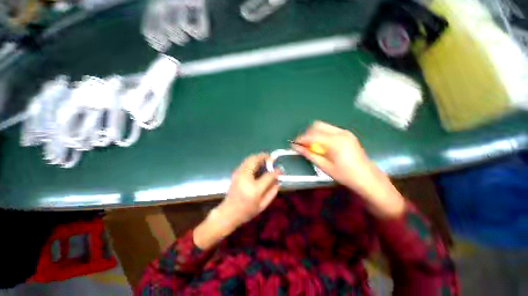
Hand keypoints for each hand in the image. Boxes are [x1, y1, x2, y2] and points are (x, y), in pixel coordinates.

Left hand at [219, 153, 280, 225]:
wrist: (228, 212)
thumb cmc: (247, 211)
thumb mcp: (262, 205)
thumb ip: (272, 192)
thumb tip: (278, 181)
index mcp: (254, 188)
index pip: (268, 175)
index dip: (276, 171)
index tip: (280, 170)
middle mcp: (245, 177)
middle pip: (255, 160)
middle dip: (264, 157)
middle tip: (271, 158)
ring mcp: (239, 173)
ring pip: (249, 158)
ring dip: (258, 157)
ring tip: (265, 160)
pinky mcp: (235, 172)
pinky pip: (246, 162)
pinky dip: (253, 160)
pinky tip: (257, 164)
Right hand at [292, 121, 404, 217]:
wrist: (368, 178)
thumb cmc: (345, 175)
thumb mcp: (324, 166)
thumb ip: (309, 154)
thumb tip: (296, 147)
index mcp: (335, 142)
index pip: (312, 135)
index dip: (301, 139)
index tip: (293, 144)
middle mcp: (340, 132)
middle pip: (317, 125)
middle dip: (307, 133)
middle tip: (302, 144)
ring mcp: (345, 132)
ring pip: (323, 126)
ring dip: (314, 133)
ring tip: (311, 145)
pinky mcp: (347, 134)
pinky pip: (329, 129)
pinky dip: (321, 134)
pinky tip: (321, 144)